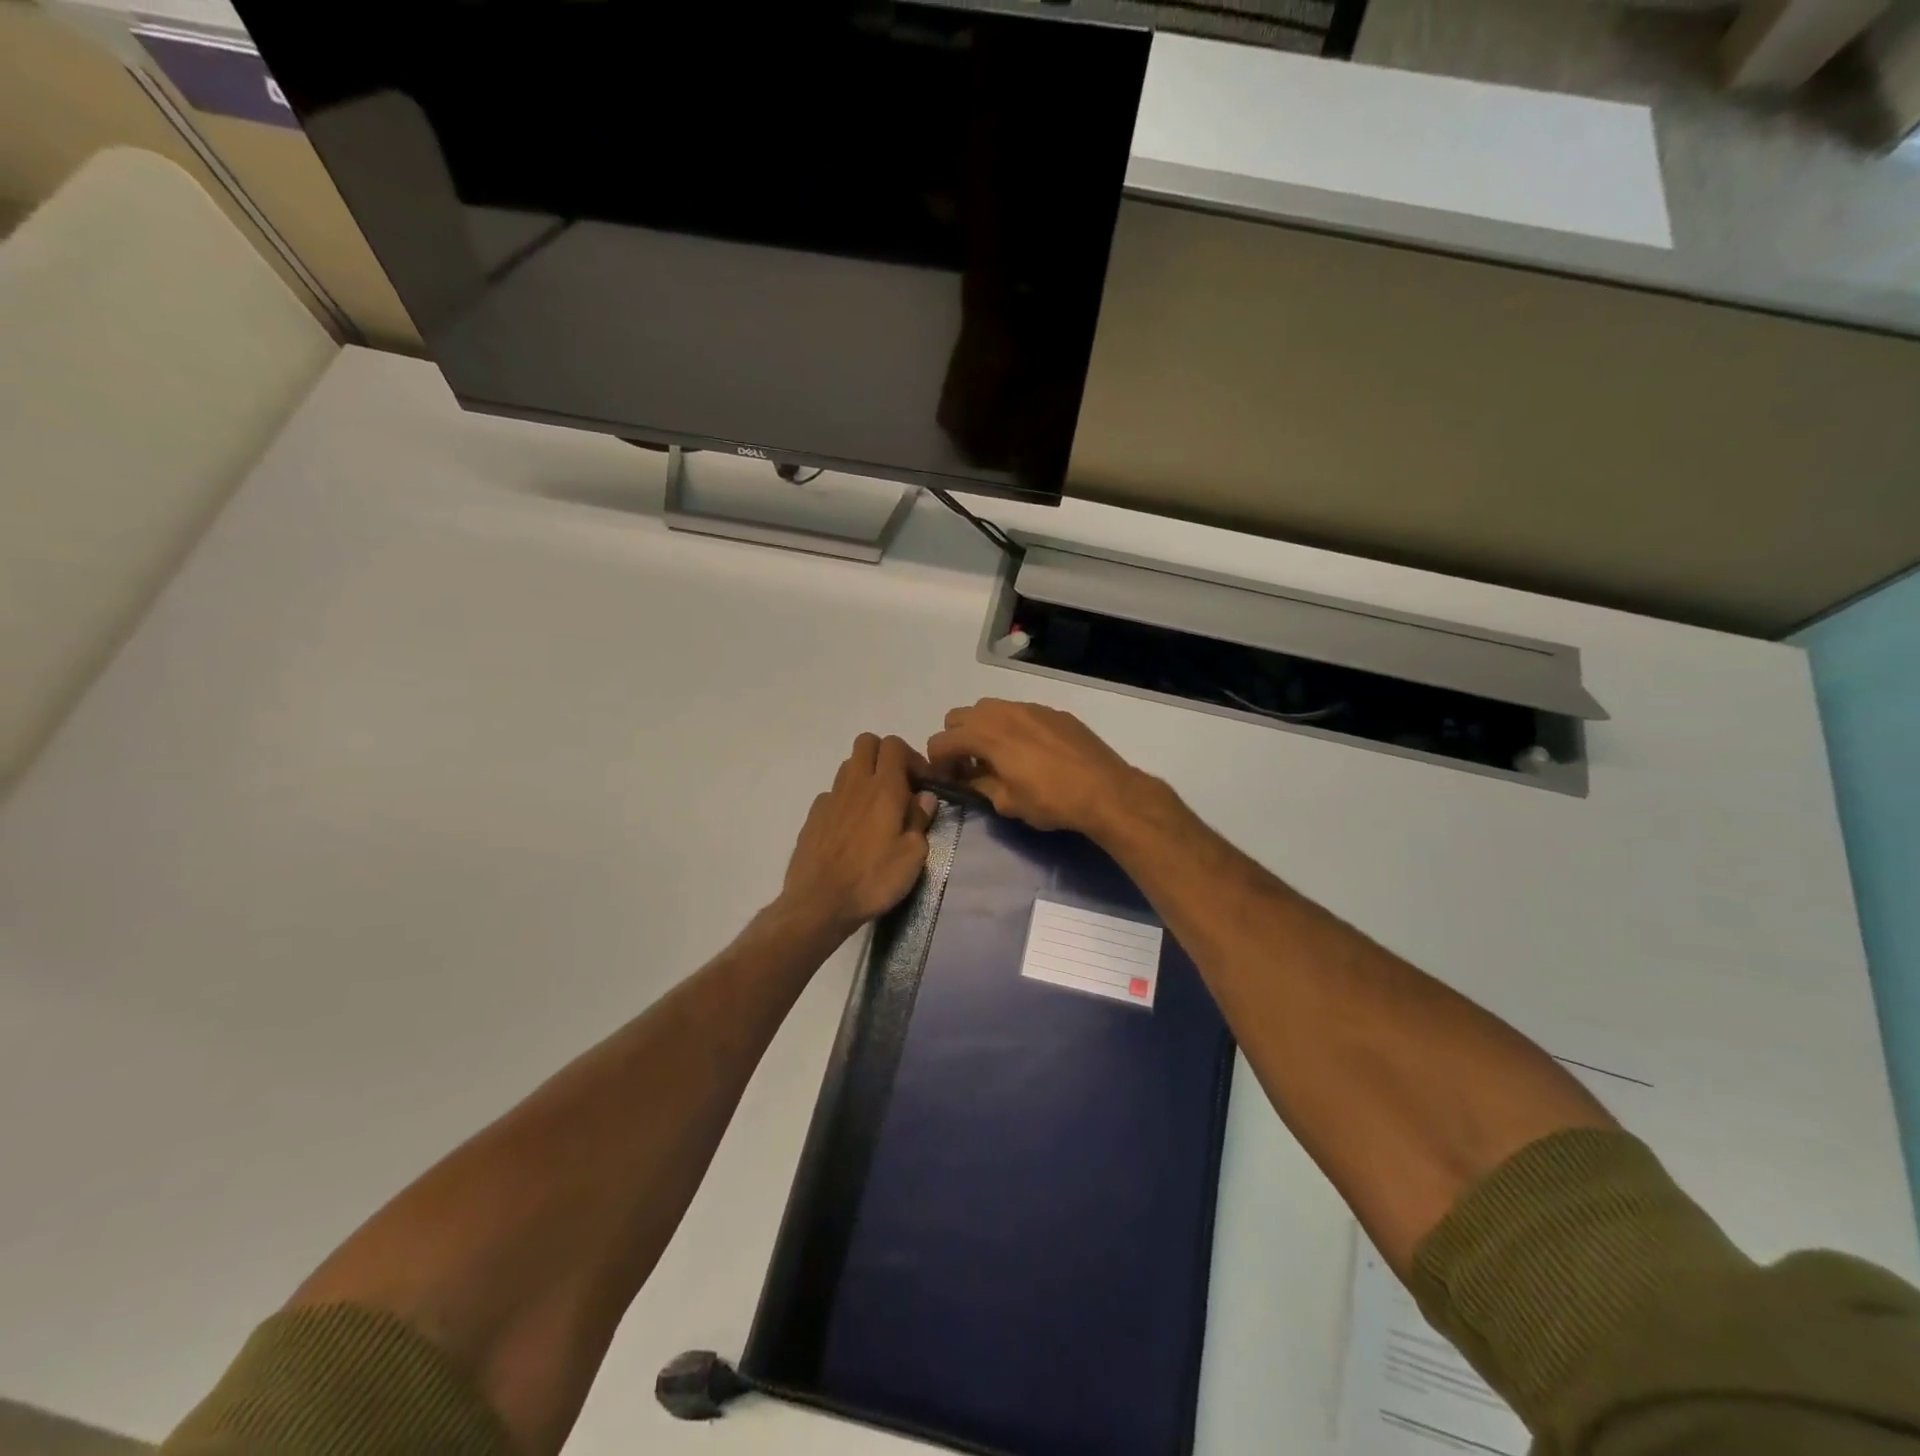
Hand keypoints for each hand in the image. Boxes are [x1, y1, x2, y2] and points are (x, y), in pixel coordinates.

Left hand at [781, 734, 937, 934]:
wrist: (818, 903)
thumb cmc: (873, 880)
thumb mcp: (912, 856)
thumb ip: (920, 820)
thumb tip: (924, 797)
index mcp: (884, 789)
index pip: (894, 745)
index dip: (912, 757)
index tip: (923, 783)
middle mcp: (855, 784)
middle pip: (867, 742)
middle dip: (885, 755)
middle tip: (899, 784)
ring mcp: (830, 798)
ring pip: (848, 766)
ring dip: (865, 775)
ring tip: (877, 807)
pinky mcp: (813, 816)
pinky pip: (833, 793)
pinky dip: (846, 800)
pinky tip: (852, 828)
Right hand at [925, 700, 1146, 836]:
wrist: (1106, 790)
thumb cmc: (1051, 801)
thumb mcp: (1007, 803)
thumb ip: (980, 786)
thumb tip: (969, 779)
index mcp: (986, 735)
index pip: (941, 741)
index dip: (938, 763)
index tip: (949, 781)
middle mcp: (1003, 712)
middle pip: (959, 716)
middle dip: (957, 740)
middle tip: (970, 766)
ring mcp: (1030, 707)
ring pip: (990, 709)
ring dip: (983, 729)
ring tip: (999, 757)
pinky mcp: (1053, 712)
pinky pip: (1020, 712)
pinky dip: (1012, 727)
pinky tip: (1031, 752)